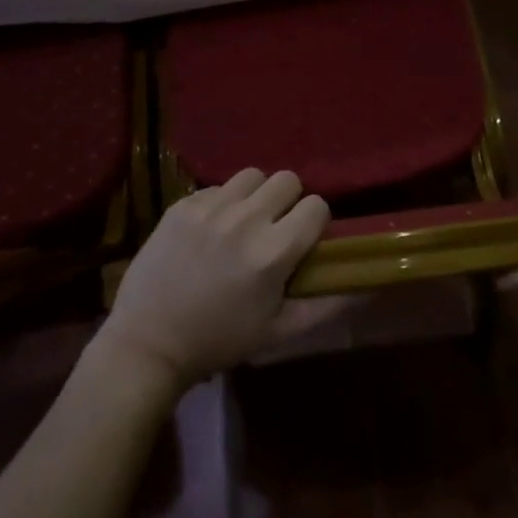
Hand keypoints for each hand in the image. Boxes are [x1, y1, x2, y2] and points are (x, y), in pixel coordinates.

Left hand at [97, 169, 330, 391]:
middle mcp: (245, 219)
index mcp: (273, 252)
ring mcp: (210, 207)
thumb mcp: (279, 332)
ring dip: (255, 195)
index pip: (316, 205)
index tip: (303, 239)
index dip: (314, 222)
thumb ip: (327, 306)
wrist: (149, 341)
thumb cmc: (219, 341)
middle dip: (288, 202)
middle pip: (287, 179)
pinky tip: (210, 230)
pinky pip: (217, 186)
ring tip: (243, 222)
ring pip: (252, 175)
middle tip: (274, 228)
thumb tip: (369, 287)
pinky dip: (222, 202)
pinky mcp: (183, 203)